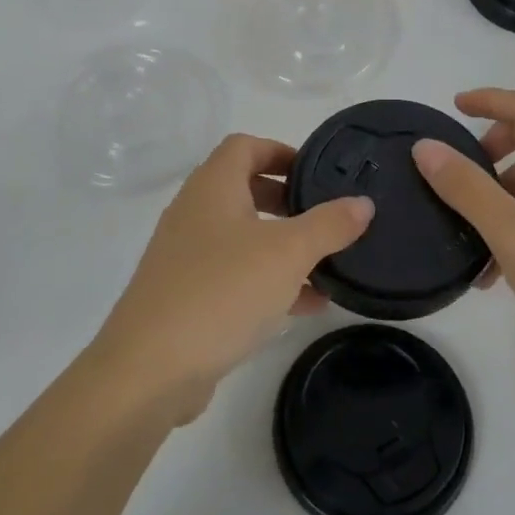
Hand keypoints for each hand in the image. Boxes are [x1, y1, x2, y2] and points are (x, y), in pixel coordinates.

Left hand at [91, 134, 373, 421]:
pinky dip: (268, 281)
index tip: (316, 173)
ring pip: (242, 237)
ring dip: (282, 246)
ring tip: (327, 263)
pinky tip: (307, 305)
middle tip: (324, 217)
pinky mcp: (187, 296)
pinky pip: (235, 276)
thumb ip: (328, 225)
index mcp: (212, 188)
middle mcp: (194, 213)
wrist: (150, 368)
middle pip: (243, 189)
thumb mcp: (286, 253)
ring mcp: (186, 256)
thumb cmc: (222, 291)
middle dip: (286, 200)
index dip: (281, 150)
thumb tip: (363, 202)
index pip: (244, 146)